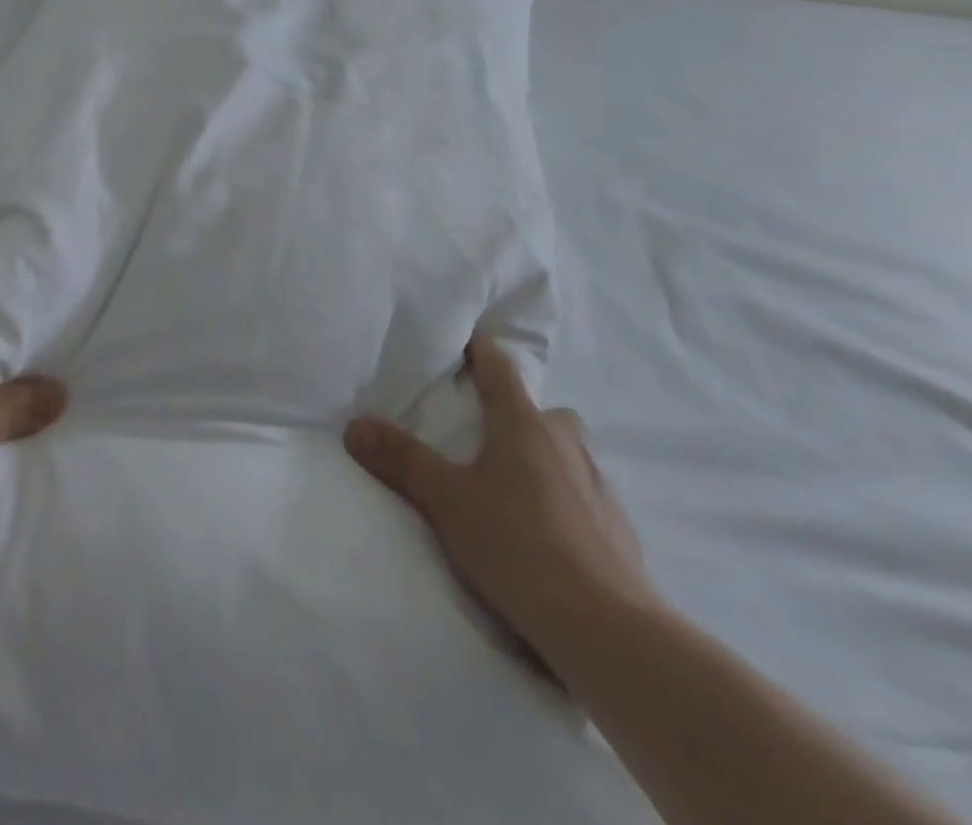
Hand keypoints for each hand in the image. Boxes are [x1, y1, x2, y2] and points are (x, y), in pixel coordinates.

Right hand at [344, 337, 657, 668]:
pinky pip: (582, 492)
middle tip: (481, 432)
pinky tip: (543, 530)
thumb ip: (401, 460)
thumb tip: (355, 425)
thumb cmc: (519, 547)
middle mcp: (564, 442)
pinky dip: (561, 497)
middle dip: (512, 412)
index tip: (462, 341)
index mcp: (523, 423)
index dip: (479, 349)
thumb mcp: (447, 502)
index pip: (499, 366)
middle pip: (537, 410)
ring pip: (564, 450)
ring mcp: (596, 483)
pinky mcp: (616, 525)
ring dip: (540, 455)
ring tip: (509, 485)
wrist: (608, 631)